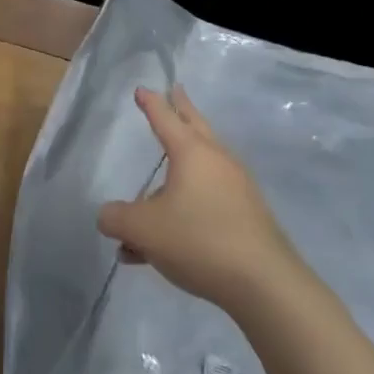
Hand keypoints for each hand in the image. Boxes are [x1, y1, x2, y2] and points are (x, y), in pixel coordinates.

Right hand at [97, 86, 300, 315]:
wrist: (264, 284)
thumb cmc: (199, 240)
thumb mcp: (143, 230)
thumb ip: (117, 218)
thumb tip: (109, 216)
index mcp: (192, 153)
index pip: (166, 119)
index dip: (151, 103)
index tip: (142, 89)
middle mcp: (217, 162)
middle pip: (196, 127)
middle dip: (182, 110)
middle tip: (177, 91)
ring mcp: (237, 189)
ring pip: (201, 170)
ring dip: (177, 173)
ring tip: (150, 197)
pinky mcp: (247, 217)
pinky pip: (207, 201)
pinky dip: (185, 209)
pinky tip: (166, 246)